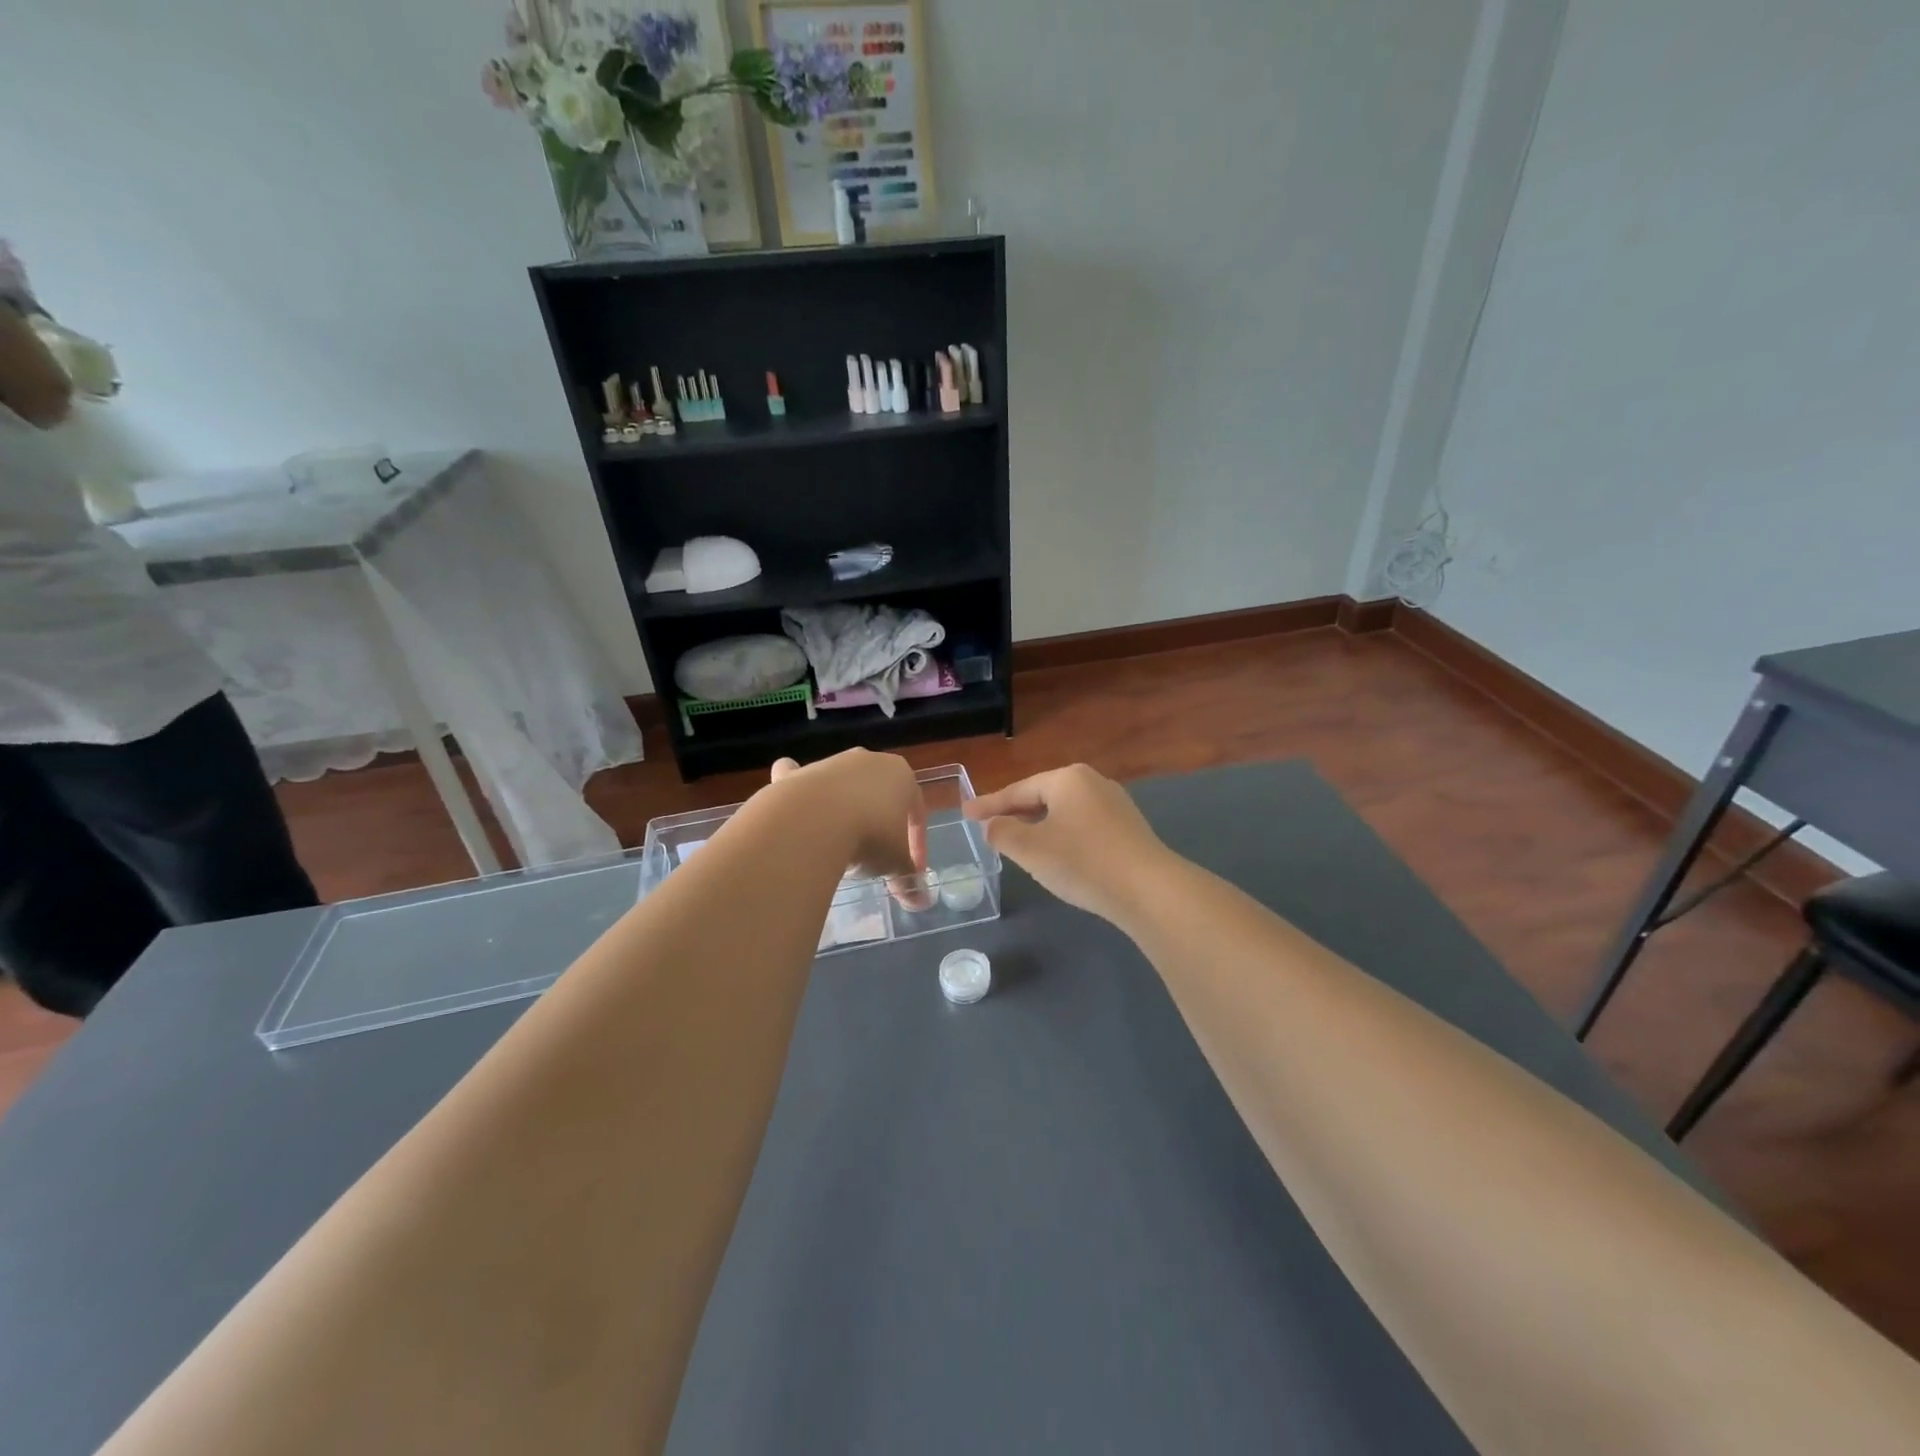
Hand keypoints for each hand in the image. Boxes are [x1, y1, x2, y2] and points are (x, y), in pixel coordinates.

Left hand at [768, 750, 927, 898]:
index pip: (916, 811)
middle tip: (874, 858)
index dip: (916, 844)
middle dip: (878, 825)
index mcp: (901, 775)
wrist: (811, 822)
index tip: (910, 872)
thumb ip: (908, 878)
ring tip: (837, 848)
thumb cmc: (869, 836)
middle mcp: (867, 761)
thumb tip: (920, 901)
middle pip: (878, 795)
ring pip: (841, 786)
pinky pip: (797, 778)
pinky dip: (796, 789)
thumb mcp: (894, 863)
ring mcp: (829, 764)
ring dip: (842, 812)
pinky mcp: (795, 774)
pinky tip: (796, 812)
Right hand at [964, 764, 1170, 922]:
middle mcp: (1093, 782)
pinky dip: (1062, 835)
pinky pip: (1083, 825)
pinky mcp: (1128, 829)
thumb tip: (992, 825)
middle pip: (1042, 796)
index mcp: (1067, 779)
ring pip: (1064, 812)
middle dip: (1015, 813)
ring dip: (1039, 825)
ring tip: (1019, 842)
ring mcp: (1115, 804)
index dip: (989, 804)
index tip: (965, 814)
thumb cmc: (1082, 862)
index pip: (1018, 790)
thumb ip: (1002, 832)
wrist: (1149, 890)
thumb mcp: (1030, 849)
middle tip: (989, 827)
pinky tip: (1057, 854)